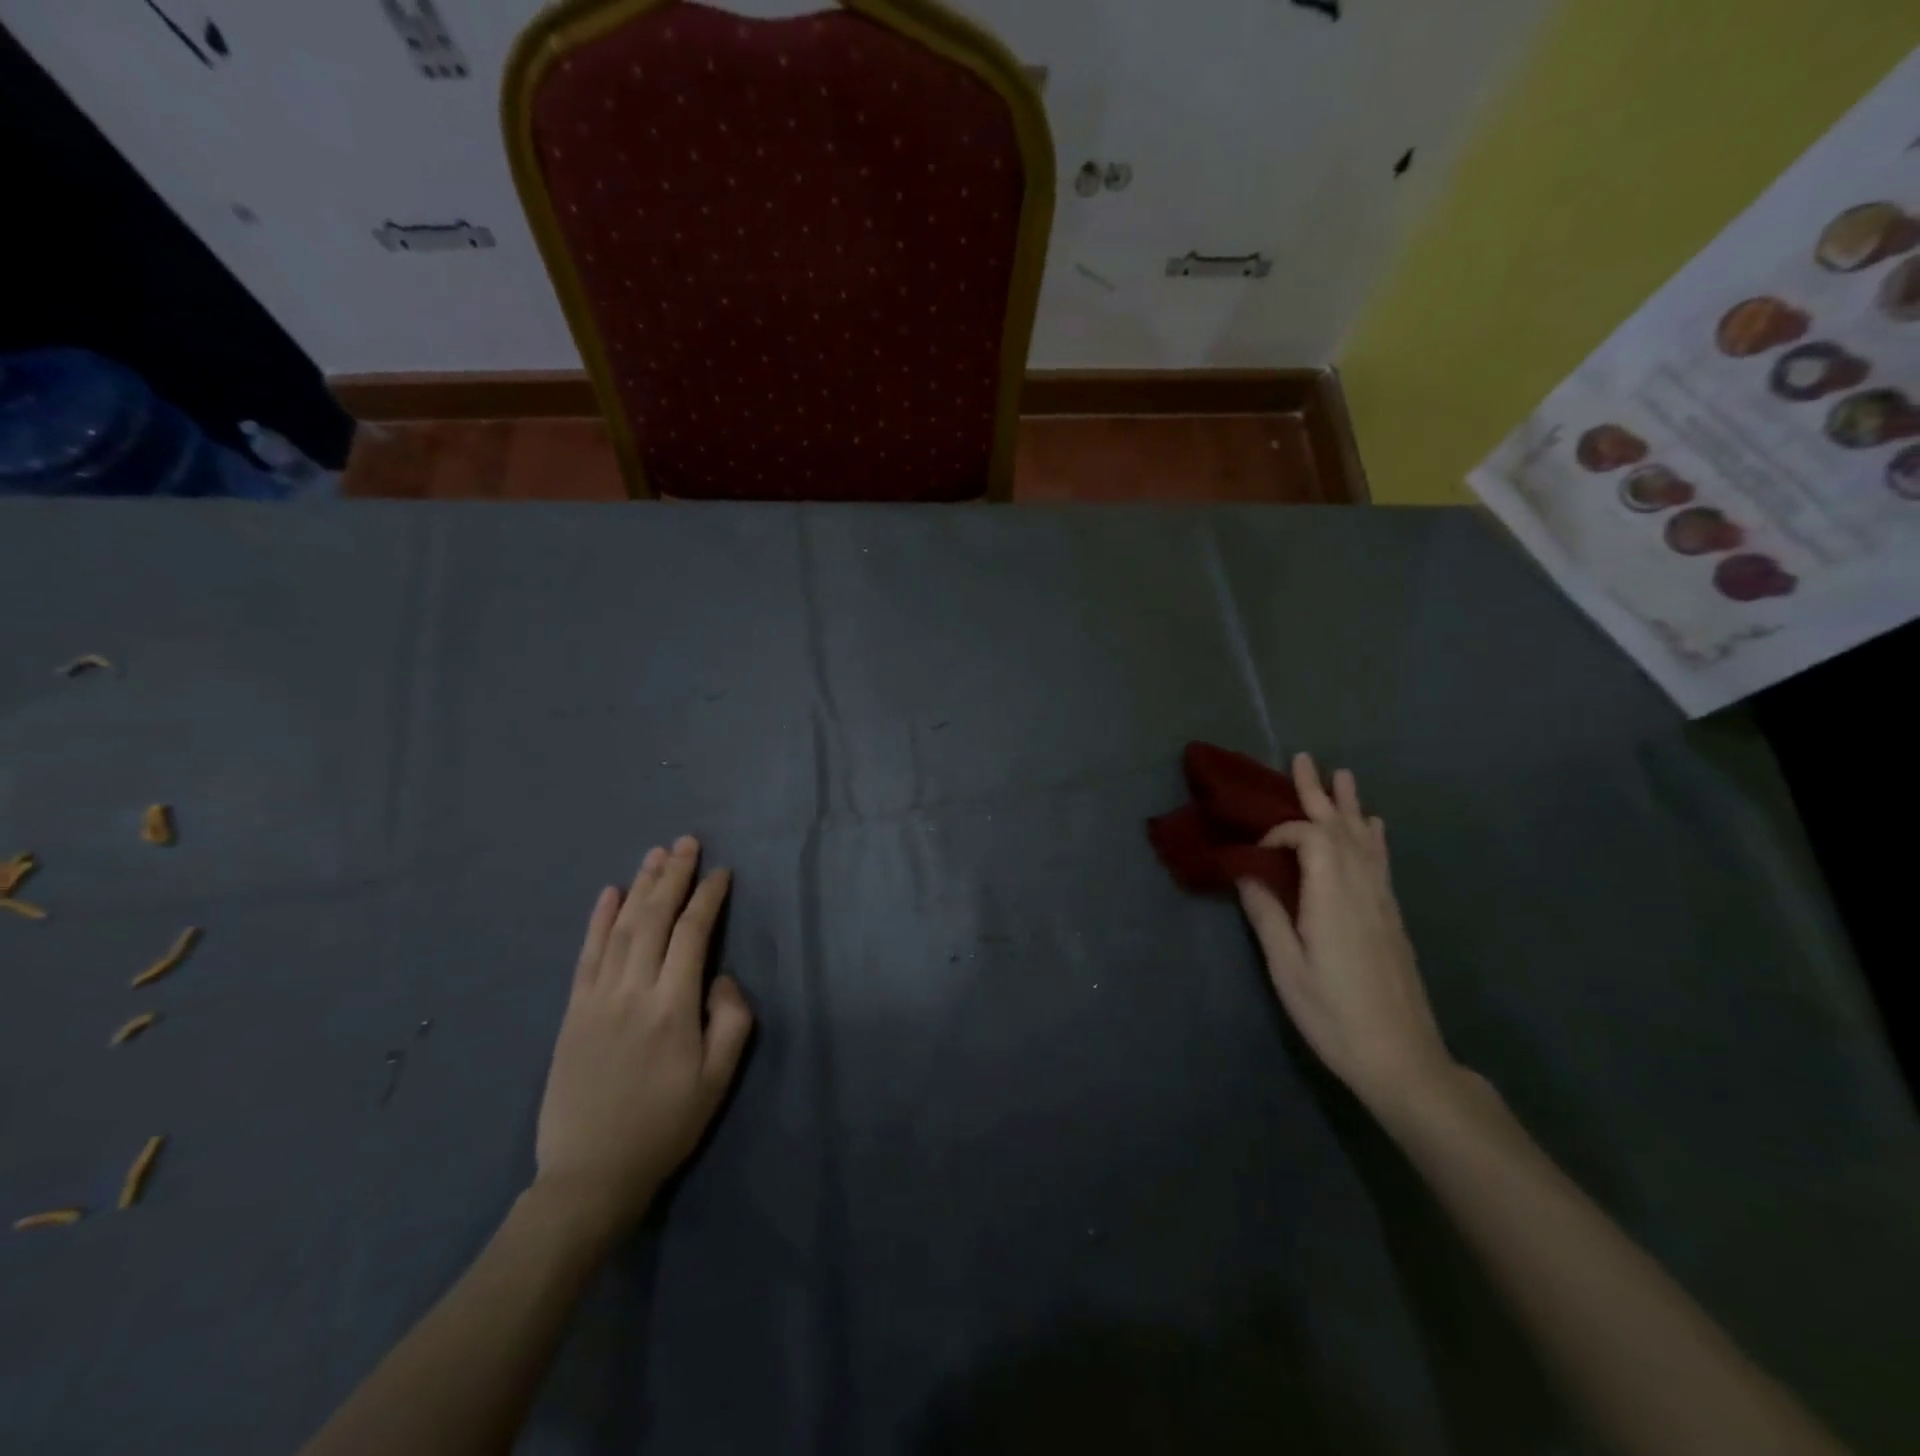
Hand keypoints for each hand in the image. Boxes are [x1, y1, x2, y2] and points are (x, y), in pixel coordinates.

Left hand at [533, 837, 752, 1239]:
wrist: (590, 1175)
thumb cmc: (665, 1126)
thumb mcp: (718, 1080)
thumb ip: (732, 1020)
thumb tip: (720, 978)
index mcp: (673, 1006)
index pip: (693, 934)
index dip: (708, 898)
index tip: (721, 872)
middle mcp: (633, 991)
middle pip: (655, 919)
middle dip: (673, 876)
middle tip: (686, 842)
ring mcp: (597, 998)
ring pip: (622, 928)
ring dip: (640, 887)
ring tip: (655, 855)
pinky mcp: (573, 1012)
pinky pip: (587, 955)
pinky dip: (598, 920)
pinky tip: (609, 894)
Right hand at [1236, 754, 1454, 1115]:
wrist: (1402, 1058)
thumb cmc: (1334, 1015)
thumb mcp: (1287, 970)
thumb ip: (1268, 916)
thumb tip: (1246, 872)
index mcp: (1333, 898)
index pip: (1311, 838)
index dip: (1282, 829)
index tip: (1257, 848)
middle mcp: (1362, 889)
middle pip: (1340, 828)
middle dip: (1318, 793)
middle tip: (1302, 759)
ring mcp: (1382, 901)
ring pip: (1364, 840)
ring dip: (1349, 805)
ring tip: (1341, 775)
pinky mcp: (1392, 916)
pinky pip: (1381, 861)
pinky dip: (1373, 836)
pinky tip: (1373, 825)